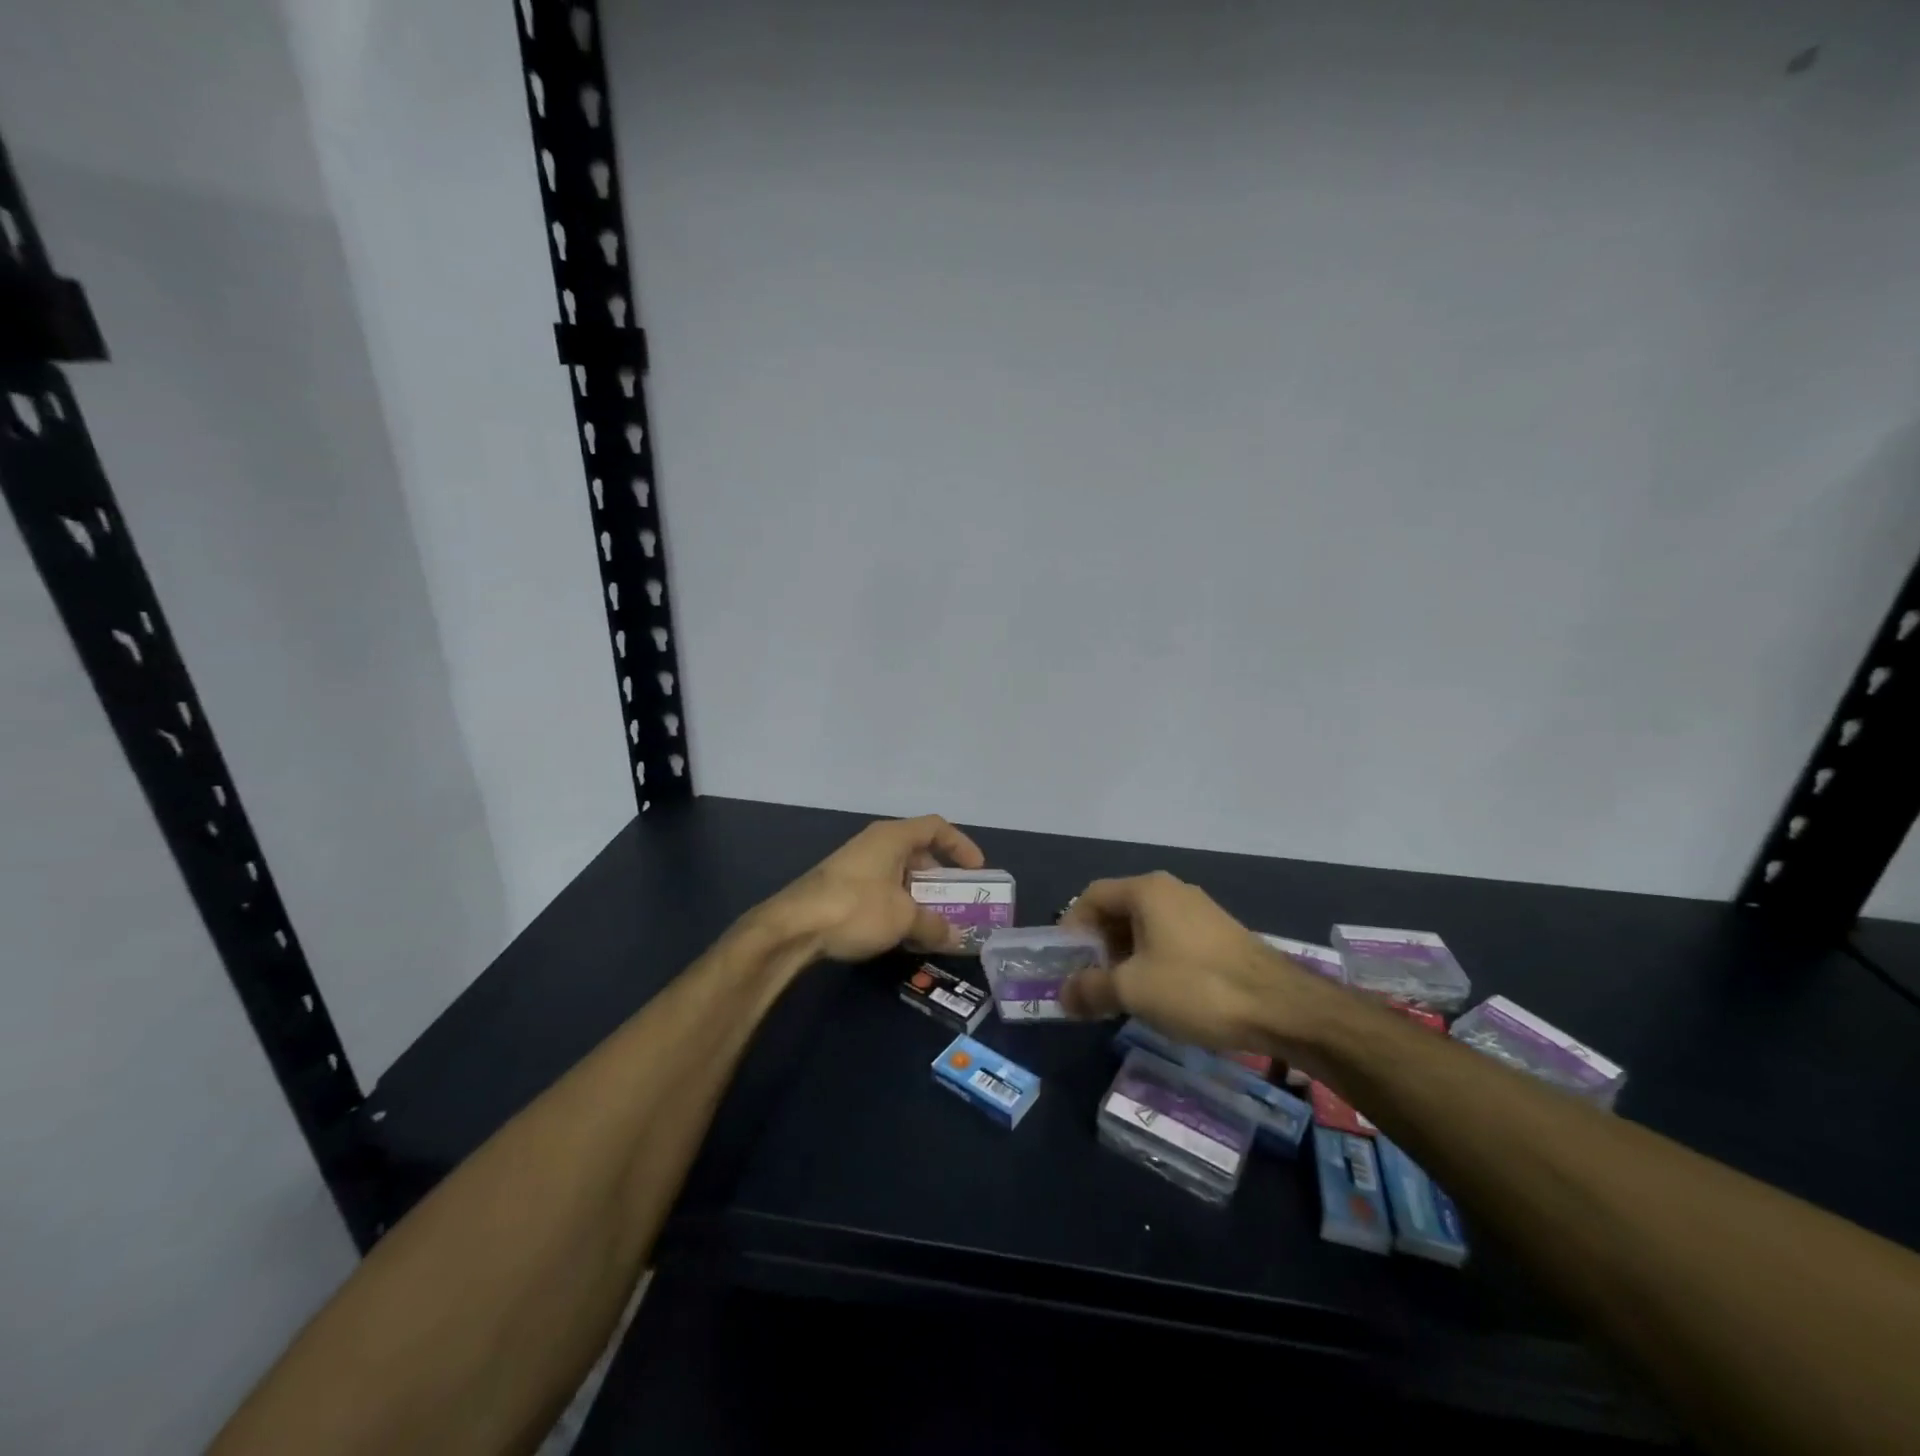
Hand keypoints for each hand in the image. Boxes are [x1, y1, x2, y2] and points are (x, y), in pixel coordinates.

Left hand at [761, 815, 985, 963]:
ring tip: (933, 922)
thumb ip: (934, 925)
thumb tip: (957, 938)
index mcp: (893, 837)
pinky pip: (881, 888)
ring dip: (919, 895)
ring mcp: (855, 864)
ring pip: (898, 873)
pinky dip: (897, 905)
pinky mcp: (841, 886)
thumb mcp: (904, 918)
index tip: (977, 870)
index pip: (937, 827)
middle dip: (940, 877)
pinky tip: (901, 932)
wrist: (794, 926)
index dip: (961, 845)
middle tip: (956, 901)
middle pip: (918, 851)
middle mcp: (875, 843)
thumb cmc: (857, 908)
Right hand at [1058, 871, 1326, 1053]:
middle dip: (1098, 946)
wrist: (1281, 1007)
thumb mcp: (1132, 991)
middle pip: (1118, 910)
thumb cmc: (1196, 988)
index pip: (1092, 896)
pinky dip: (1153, 960)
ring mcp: (1198, 910)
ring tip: (1121, 993)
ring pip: (1145, 926)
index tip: (1065, 963)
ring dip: (1125, 956)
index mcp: (1146, 890)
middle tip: (1090, 982)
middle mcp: (1171, 890)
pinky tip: (1158, 994)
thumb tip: (1063, 996)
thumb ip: (1090, 989)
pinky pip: (1170, 938)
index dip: (1072, 928)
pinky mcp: (1219, 934)